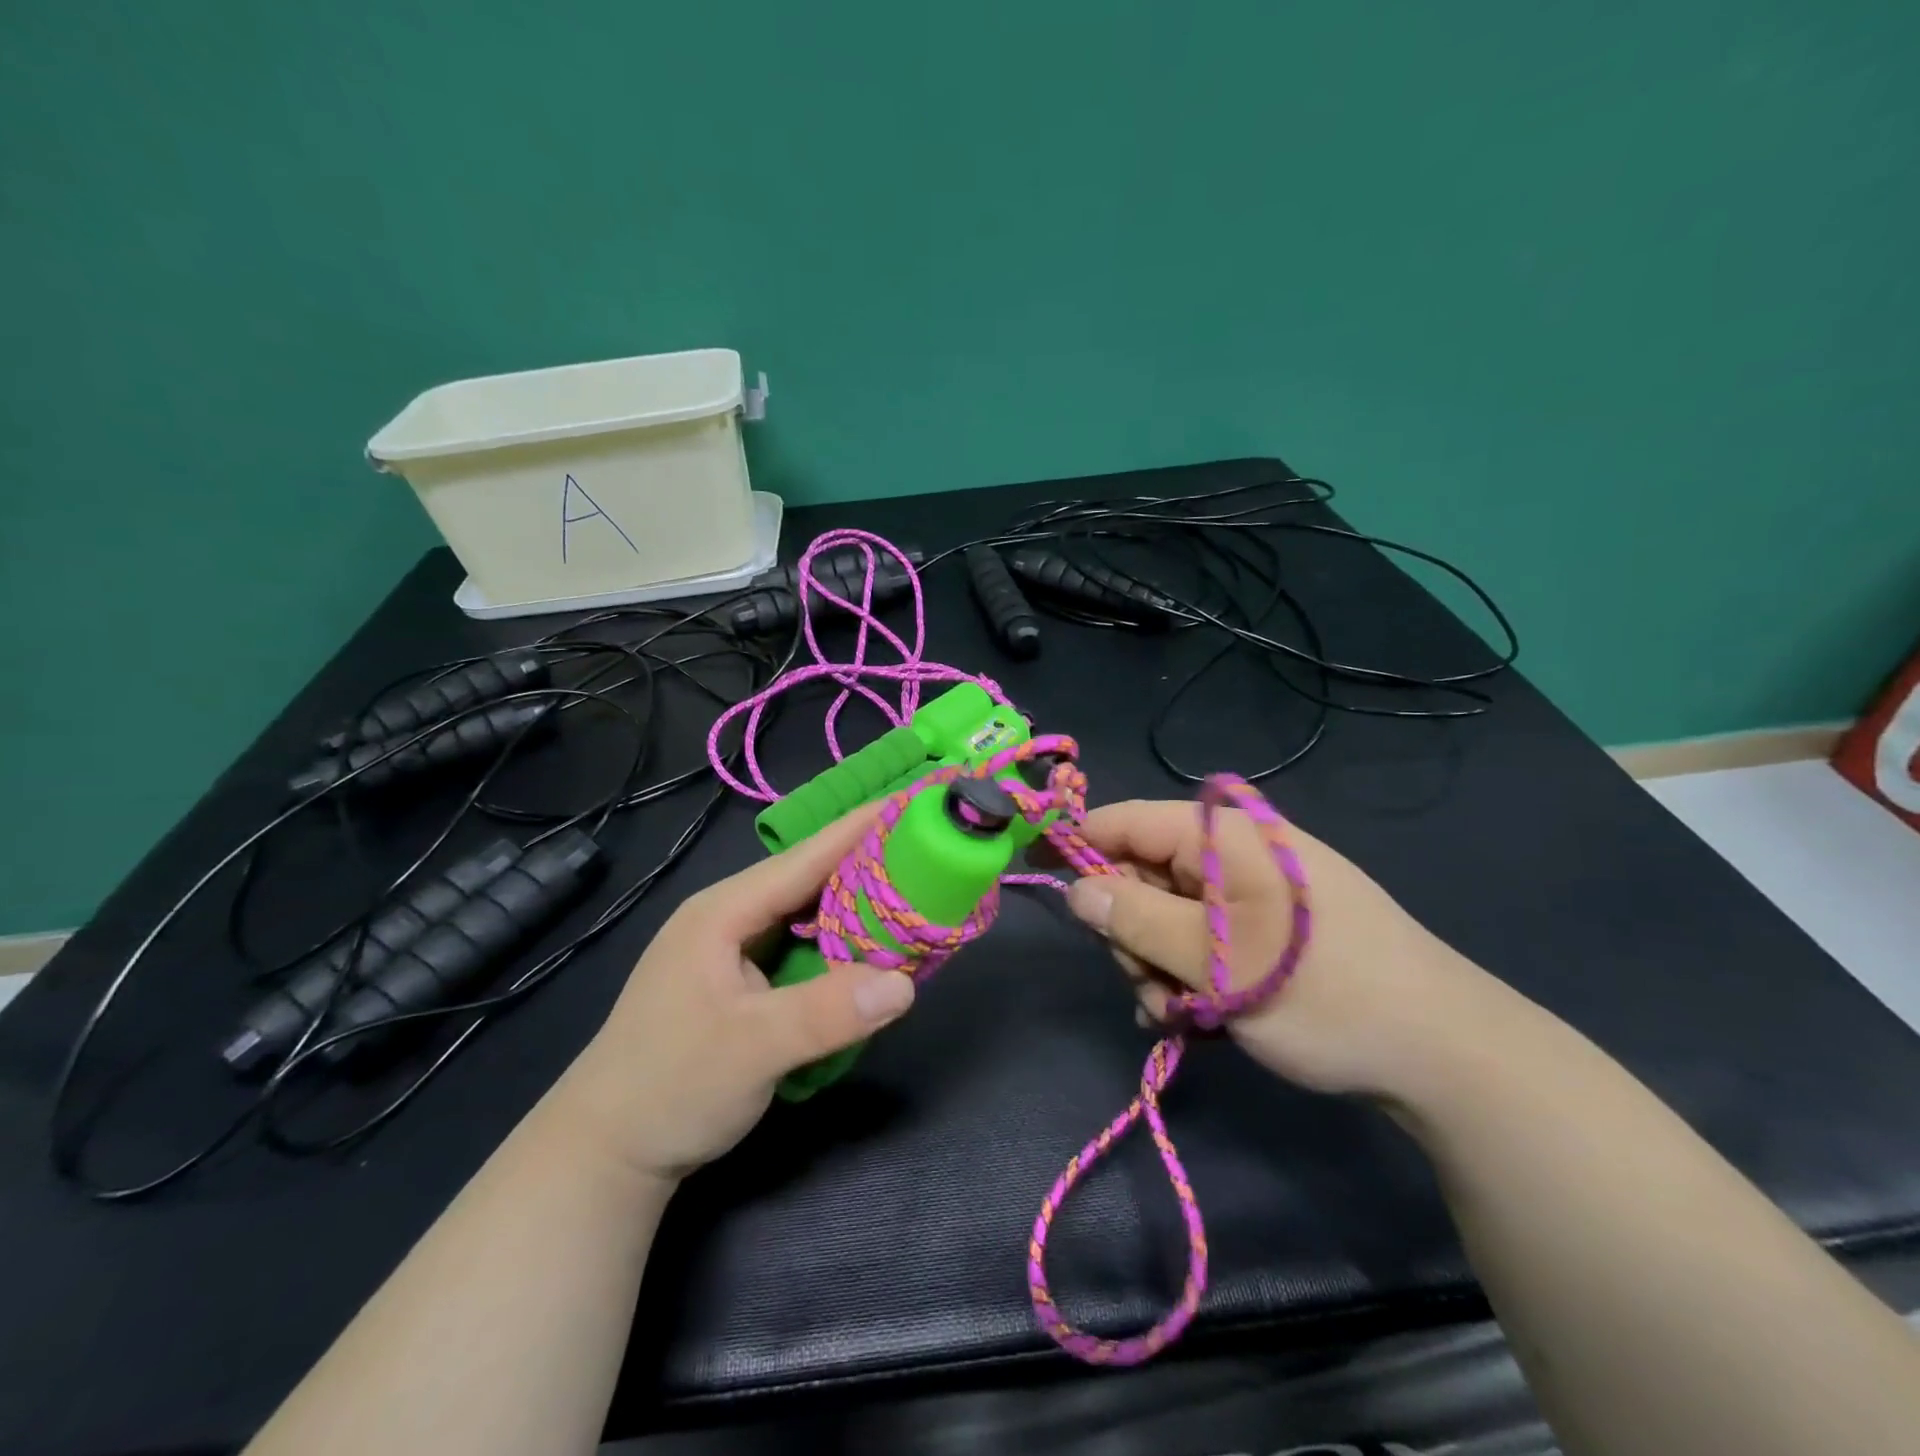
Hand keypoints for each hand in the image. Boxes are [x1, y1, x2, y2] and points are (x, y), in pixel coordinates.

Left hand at [550, 807, 914, 1183]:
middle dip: (869, 863)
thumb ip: (826, 1013)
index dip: (861, 828)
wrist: (606, 1153)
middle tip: (931, 852)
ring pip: (809, 913)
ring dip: (859, 906)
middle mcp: (731, 918)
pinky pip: (804, 946)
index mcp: (724, 912)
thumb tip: (906, 983)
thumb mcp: (750, 1049)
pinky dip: (841, 944)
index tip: (913, 803)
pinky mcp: (744, 981)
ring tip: (916, 893)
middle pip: (811, 879)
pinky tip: (873, 950)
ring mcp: (735, 949)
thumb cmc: (669, 1087)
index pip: (806, 857)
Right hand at [1065, 799, 1486, 1098]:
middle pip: (1142, 875)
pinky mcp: (1266, 928)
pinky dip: (1189, 977)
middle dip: (1130, 934)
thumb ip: (1136, 921)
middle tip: (1149, 988)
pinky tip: (1201, 1019)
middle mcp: (1235, 853)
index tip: (1036, 876)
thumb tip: (1076, 890)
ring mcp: (1252, 892)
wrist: (1445, 1054)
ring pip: (1167, 916)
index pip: (1126, 821)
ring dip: (1158, 967)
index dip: (1077, 846)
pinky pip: (1201, 939)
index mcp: (1225, 836)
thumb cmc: (1323, 995)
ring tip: (1183, 1016)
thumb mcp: (1215, 962)